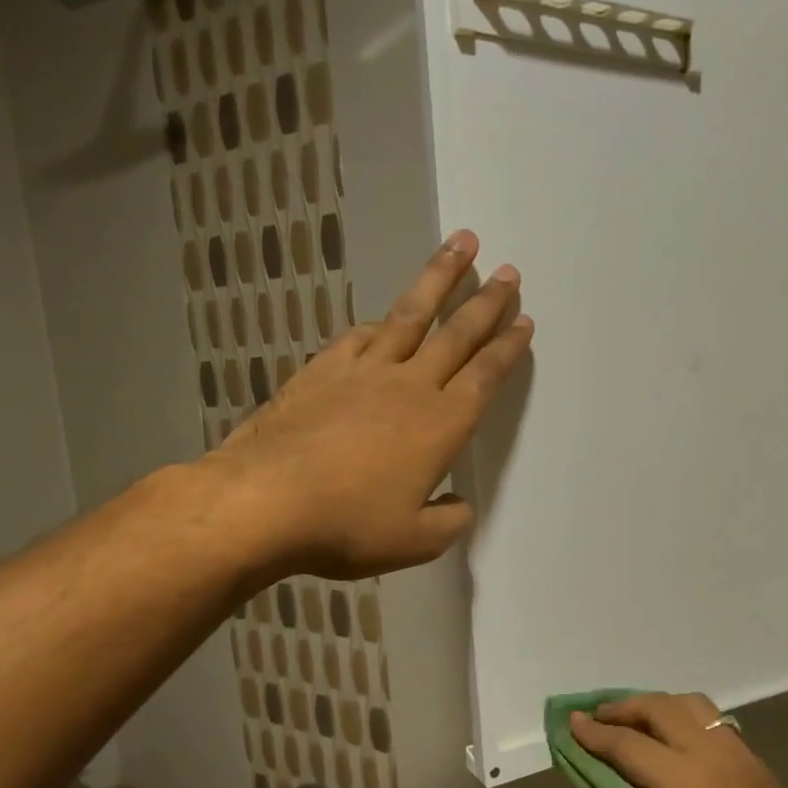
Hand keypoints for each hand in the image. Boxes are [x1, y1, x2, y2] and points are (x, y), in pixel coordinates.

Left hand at [206, 230, 531, 578]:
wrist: (264, 502)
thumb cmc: (348, 525)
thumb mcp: (415, 542)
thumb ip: (449, 521)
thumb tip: (459, 504)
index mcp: (441, 425)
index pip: (485, 376)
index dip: (507, 348)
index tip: (524, 319)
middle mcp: (409, 386)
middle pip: (456, 333)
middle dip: (487, 301)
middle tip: (509, 271)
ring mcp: (363, 371)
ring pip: (410, 314)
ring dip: (439, 279)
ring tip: (460, 245)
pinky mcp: (323, 370)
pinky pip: (362, 335)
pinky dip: (382, 321)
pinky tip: (387, 317)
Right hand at [570, 693, 787, 787]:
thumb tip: (632, 787)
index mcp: (688, 783)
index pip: (631, 745)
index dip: (597, 733)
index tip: (572, 721)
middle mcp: (717, 757)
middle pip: (664, 708)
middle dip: (626, 707)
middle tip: (599, 715)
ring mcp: (744, 757)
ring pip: (696, 707)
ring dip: (660, 706)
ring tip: (636, 720)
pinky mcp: (759, 767)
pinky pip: (719, 727)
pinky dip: (689, 723)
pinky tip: (675, 743)